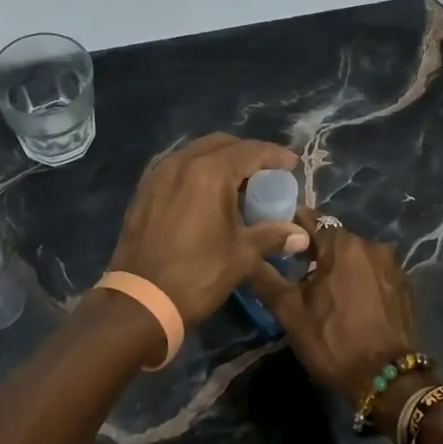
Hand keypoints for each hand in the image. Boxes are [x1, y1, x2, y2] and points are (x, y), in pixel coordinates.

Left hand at [109, 134, 308, 323]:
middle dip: (246, 154)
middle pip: (221, 144)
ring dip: (220, 161)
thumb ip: (272, 236)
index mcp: (209, 172)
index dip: (274, 155)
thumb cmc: (197, 274)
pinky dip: (196, 172)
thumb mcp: (241, 255)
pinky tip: (206, 194)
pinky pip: (177, 168)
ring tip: (237, 184)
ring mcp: (158, 174)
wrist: (141, 299)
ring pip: (196, 153)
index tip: (292, 164)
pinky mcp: (144, 190)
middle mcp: (182, 163)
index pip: (250, 151)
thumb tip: (301, 235)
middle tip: (265, 173)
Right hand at [248, 211, 419, 407]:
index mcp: (343, 245)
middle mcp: (372, 246)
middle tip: (293, 270)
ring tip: (321, 288)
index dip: (289, 226)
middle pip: (334, 237)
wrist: (387, 381)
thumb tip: (246, 255)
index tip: (274, 238)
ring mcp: (393, 266)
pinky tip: (349, 301)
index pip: (310, 219)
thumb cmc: (333, 342)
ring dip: (338, 265)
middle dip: (314, 249)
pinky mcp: (404, 286)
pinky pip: (373, 272)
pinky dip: (359, 278)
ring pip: (355, 255)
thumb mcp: (290, 313)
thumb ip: (266, 278)